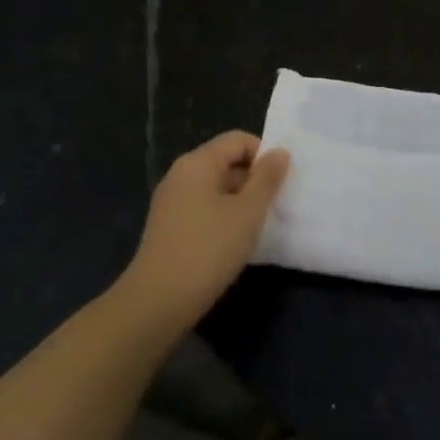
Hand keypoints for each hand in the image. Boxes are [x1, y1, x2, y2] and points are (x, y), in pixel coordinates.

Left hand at [119, 132, 290, 332]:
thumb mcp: (248, 212)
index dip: (264, 155)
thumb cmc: (209, 249)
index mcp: (198, 162)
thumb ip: (267, 178)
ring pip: (215, 186)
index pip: (238, 140)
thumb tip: (280, 152)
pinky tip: (233, 241)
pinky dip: (223, 216)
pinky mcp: (169, 224)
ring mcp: (171, 200)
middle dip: (253, 179)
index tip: (280, 183)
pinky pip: (203, 206)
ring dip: (240, 200)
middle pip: (226, 161)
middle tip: (274, 206)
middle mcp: (181, 174)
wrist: (159, 300)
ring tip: (257, 226)